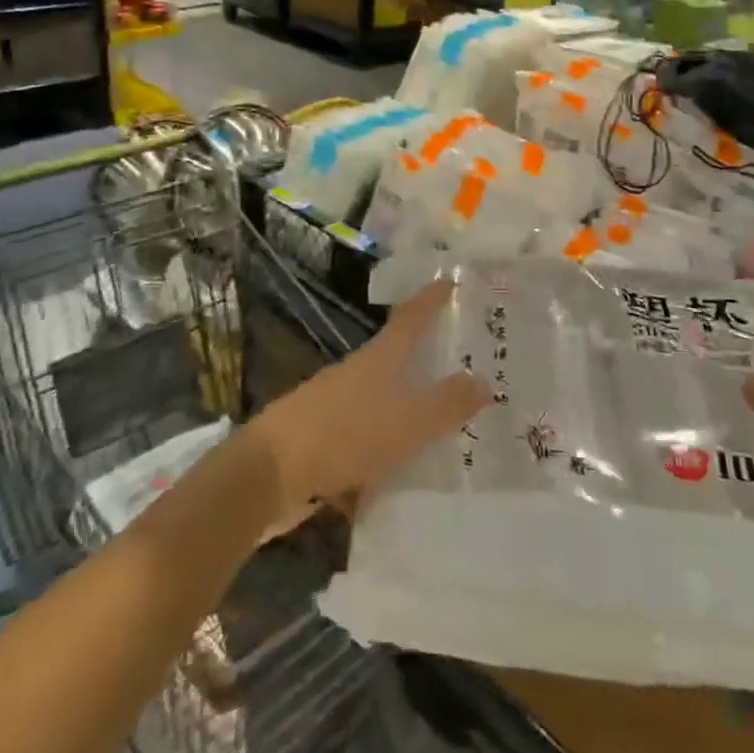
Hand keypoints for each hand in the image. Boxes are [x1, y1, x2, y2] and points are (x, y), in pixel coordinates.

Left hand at [247, 281, 486, 528]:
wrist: (268, 472)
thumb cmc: (344, 434)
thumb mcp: (406, 421)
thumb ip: (447, 404)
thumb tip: (485, 381)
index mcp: (379, 358)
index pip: (412, 317)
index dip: (432, 298)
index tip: (451, 280)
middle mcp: (358, 373)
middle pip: (396, 355)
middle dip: (426, 357)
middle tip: (464, 363)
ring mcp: (336, 404)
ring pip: (382, 398)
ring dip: (408, 406)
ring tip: (442, 424)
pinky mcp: (323, 437)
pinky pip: (366, 435)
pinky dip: (387, 445)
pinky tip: (403, 472)